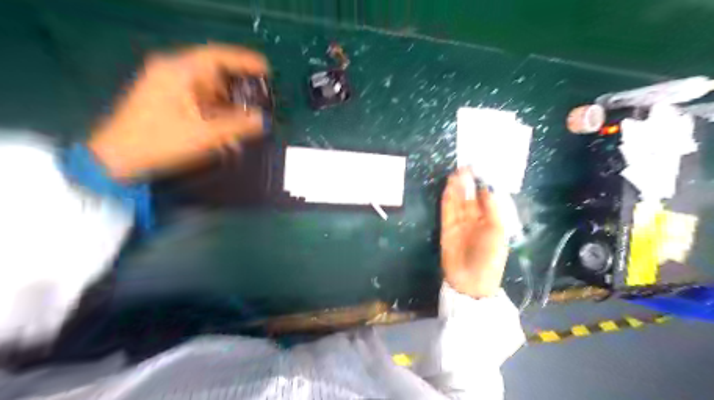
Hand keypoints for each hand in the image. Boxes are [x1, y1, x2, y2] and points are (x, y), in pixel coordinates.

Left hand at [89, 44, 266, 178]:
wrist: (117, 160)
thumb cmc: (160, 143)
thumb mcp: (204, 135)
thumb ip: (237, 126)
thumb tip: (262, 120)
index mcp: (179, 71)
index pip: (217, 56)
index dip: (245, 61)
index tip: (267, 70)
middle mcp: (172, 71)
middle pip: (213, 70)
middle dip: (238, 85)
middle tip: (261, 98)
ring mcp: (166, 85)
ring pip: (206, 85)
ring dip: (227, 99)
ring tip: (247, 114)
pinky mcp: (165, 99)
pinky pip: (198, 96)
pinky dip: (215, 107)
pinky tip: (227, 121)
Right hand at [441, 167, 507, 297]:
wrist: (471, 281)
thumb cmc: (490, 257)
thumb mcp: (498, 232)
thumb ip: (492, 209)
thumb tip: (487, 188)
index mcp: (491, 221)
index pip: (485, 198)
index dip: (482, 184)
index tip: (479, 170)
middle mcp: (475, 220)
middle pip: (470, 198)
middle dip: (467, 184)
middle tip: (464, 168)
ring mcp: (460, 224)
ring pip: (458, 203)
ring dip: (456, 189)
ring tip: (455, 174)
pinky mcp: (447, 229)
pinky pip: (447, 212)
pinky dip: (447, 200)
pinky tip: (447, 189)